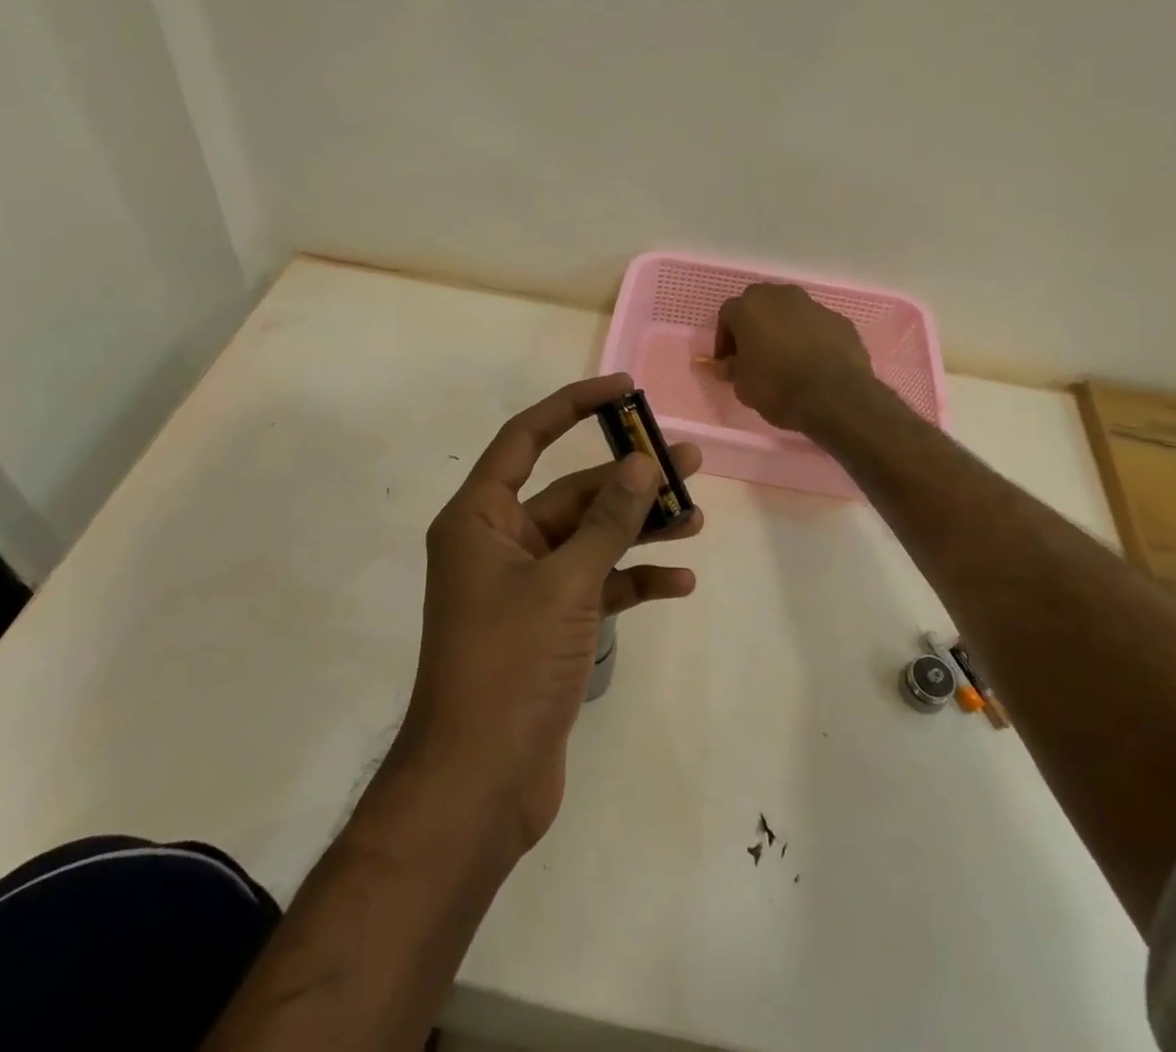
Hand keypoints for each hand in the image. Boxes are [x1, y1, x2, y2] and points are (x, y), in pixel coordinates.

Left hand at [401, 374, 701, 855]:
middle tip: (688, 460)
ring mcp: (524, 587)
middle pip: (570, 493)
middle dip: (628, 480)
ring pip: (589, 539)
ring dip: (639, 529)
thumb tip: (642, 463)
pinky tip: (678, 584)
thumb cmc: (509, 667)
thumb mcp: (565, 584)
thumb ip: (607, 522)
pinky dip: (632, 581)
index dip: (573, 405)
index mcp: (480, 519)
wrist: (479, 786)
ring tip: (696, 517)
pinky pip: (595, 586)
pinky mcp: (548, 626)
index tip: (624, 390)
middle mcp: (498, 543)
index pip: (526, 438)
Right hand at [714, 283, 876, 433]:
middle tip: (755, 354)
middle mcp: (780, 296)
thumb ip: (730, 368)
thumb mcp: (743, 385)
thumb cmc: (778, 388)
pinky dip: (811, 338)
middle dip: (755, 325)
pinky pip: (816, 326)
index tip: (729, 361)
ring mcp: (813, 305)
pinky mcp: (839, 320)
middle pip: (760, 304)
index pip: (728, 315)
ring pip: (790, 312)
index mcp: (750, 307)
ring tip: (787, 358)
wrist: (835, 398)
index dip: (725, 338)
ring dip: (784, 329)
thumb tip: (723, 364)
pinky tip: (813, 362)